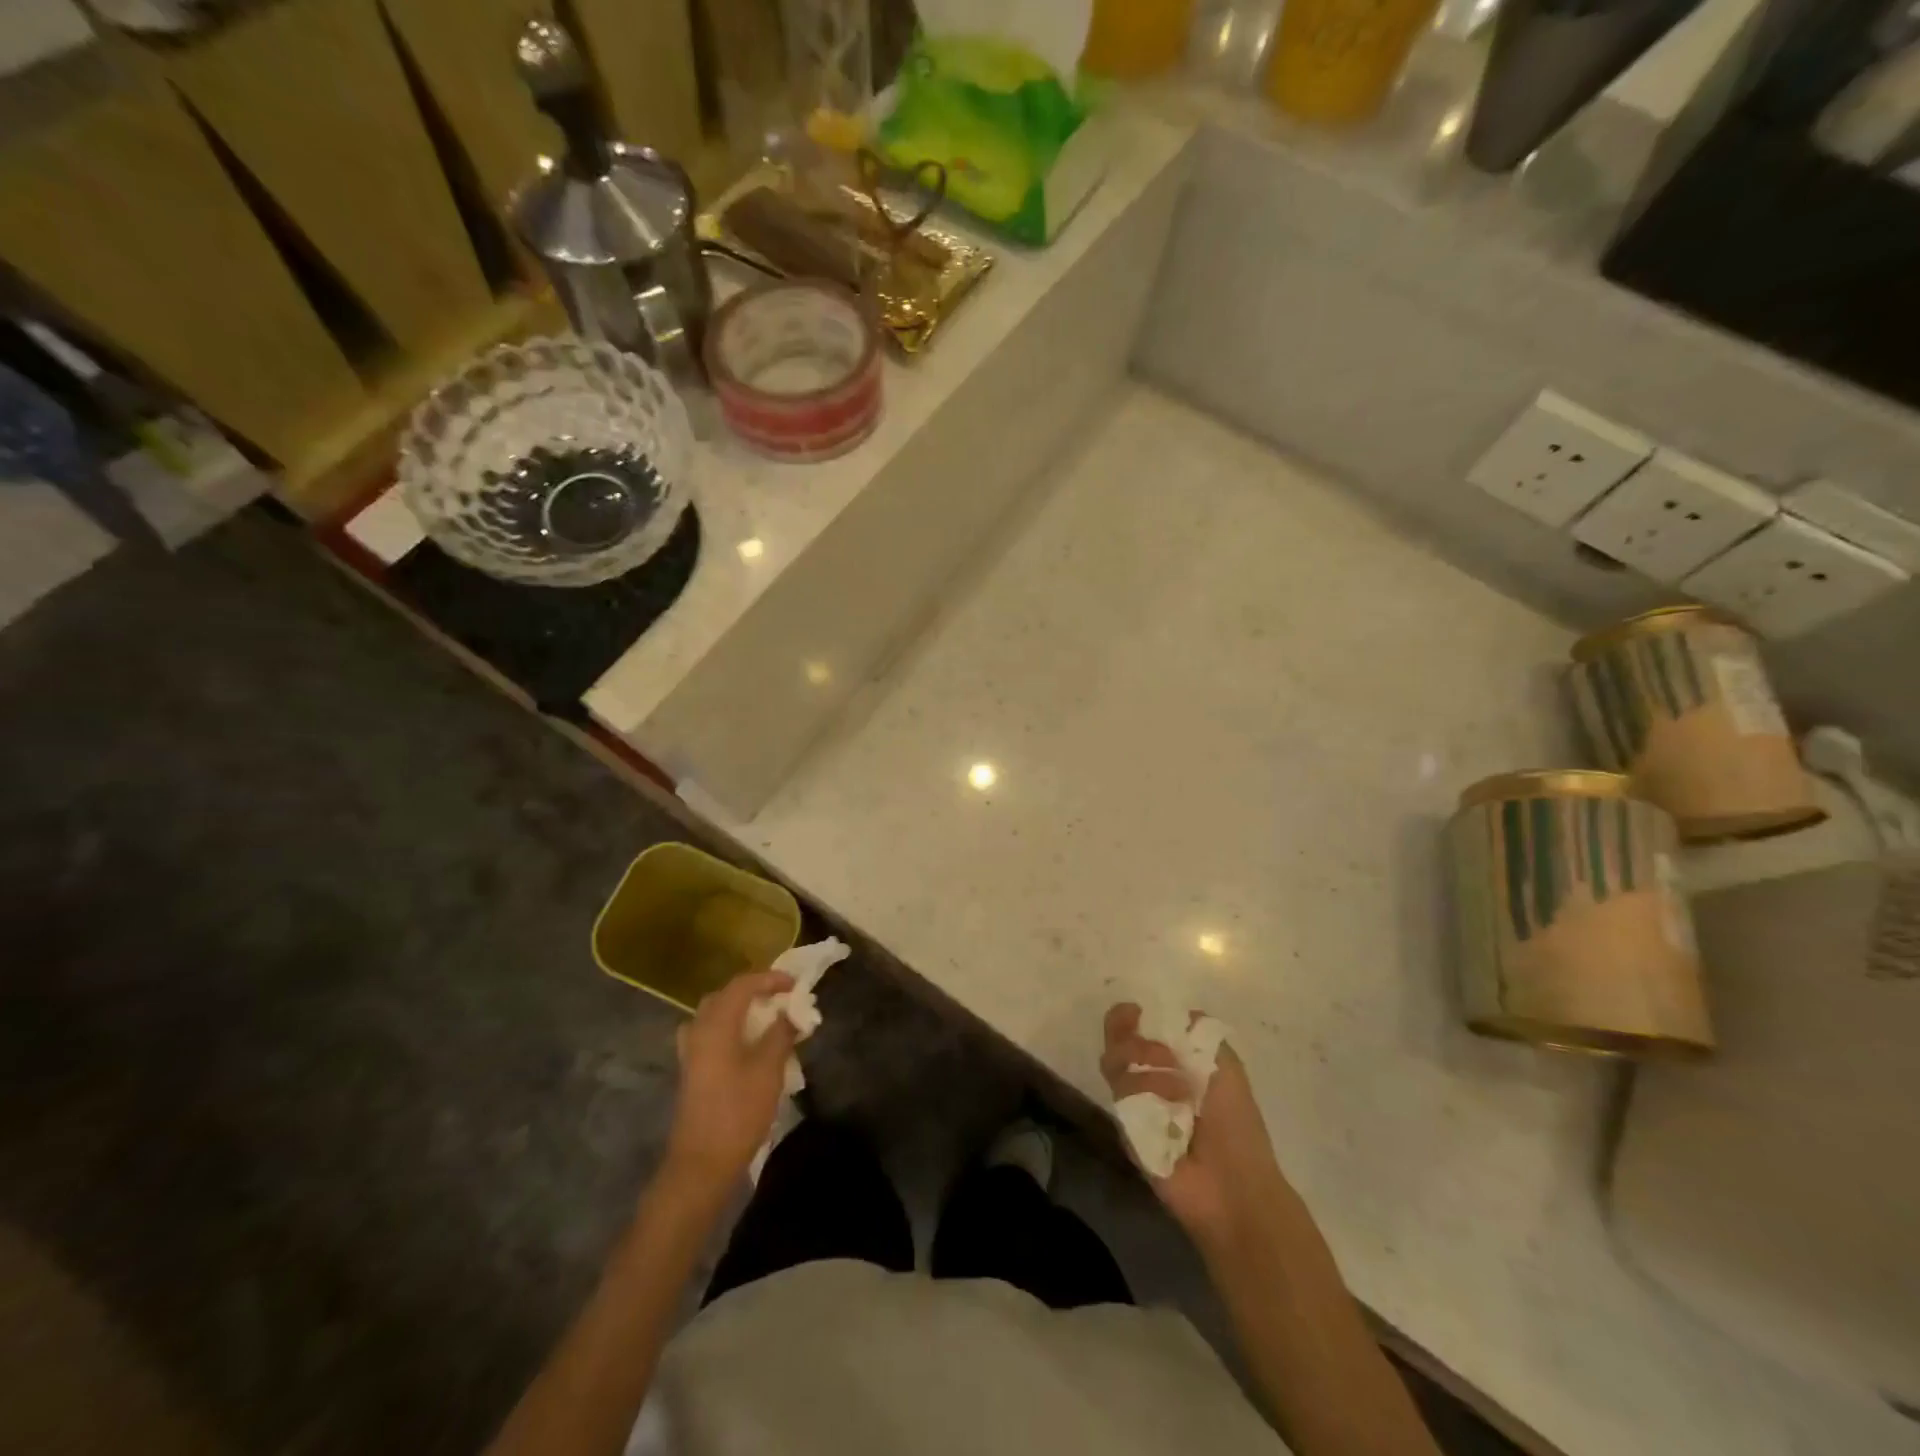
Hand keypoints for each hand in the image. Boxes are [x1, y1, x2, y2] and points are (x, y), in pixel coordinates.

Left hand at [665, 970, 797, 1192]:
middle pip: (725, 995)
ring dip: (741, 1008)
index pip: (743, 985)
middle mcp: (698, 1030)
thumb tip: (790, 1013)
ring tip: (766, 1017)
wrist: (702, 1163)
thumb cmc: (738, 1112)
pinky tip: (747, 1043)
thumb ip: (781, 1034)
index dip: (770, 979)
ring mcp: (691, 1051)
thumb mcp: (769, 1070)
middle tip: (781, 997)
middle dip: (754, 990)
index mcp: (716, 1025)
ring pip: (715, 1014)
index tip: (795, 985)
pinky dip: (731, 1027)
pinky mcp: (692, 1070)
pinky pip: (711, 1033)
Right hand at [1101, 1003, 1289, 1247]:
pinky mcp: (1125, 1130)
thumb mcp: (1226, 1065)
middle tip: (1160, 1056)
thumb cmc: (1236, 1124)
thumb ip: (1199, 1032)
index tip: (1134, 1013)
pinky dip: (1143, 1100)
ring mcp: (1132, 1105)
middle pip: (1116, 1042)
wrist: (1234, 1185)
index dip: (1127, 1017)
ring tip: (1177, 1091)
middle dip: (1133, 1040)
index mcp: (1169, 1061)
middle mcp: (1145, 1079)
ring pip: (1113, 1066)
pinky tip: (1167, 1115)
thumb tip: (1170, 1011)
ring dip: (1145, 1070)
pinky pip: (1119, 1101)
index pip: (1132, 1027)